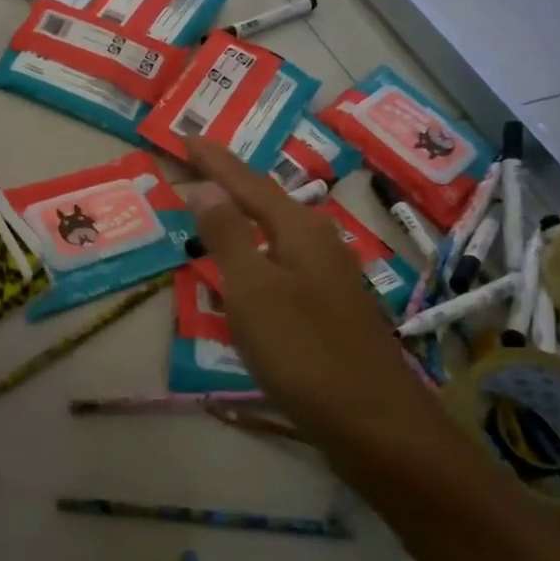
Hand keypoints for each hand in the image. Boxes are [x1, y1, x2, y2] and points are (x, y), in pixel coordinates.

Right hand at [184, 135, 432, 456]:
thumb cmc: (304, 352)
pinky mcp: (328, 308)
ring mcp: (328, 277)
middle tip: (195, 166)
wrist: (374, 422)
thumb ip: (228, 237)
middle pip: (266, 201)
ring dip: (242, 217)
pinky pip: (280, 264)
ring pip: (275, 233)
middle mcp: (319, 243)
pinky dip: (253, 254)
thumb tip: (206, 188)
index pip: (248, 183)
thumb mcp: (254, 291)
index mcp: (300, 230)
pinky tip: (245, 270)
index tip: (185, 138)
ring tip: (214, 207)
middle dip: (230, 183)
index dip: (214, 161)